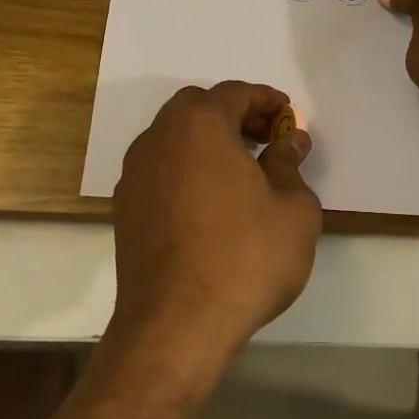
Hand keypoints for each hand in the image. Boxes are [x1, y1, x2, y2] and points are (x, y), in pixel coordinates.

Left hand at [111, 82, 322, 363]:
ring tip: (243, 171)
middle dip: (234, 116)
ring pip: (174, 138)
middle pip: (198, 108)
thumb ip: (290, 164)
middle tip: (266, 139)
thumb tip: (290, 141)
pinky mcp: (125, 209)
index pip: (235, 93)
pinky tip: (213, 202)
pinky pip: (162, 170)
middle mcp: (158, 139)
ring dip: (208, 142)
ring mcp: (135, 175)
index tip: (289, 117)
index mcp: (199, 125)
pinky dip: (188, 169)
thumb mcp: (293, 208)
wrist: (177, 325)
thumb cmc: (245, 257)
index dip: (267, 101)